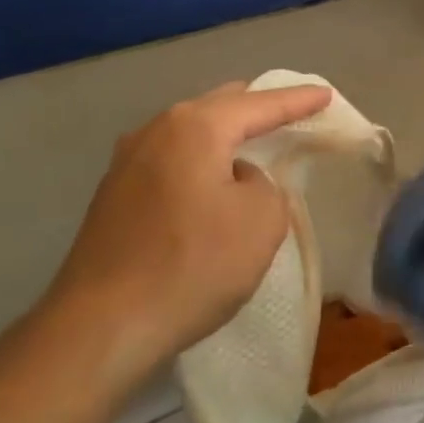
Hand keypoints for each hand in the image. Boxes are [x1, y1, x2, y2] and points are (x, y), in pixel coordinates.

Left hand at [44, 80, 333, 379]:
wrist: (98, 329)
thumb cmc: (193, 265)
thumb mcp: (262, 220)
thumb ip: (265, 183)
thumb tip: (238, 179)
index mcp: (196, 127)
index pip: (261, 104)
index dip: (298, 100)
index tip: (325, 93)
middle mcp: (157, 130)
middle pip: (220, 106)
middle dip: (257, 108)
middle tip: (291, 114)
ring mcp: (128, 161)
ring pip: (191, 131)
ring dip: (224, 135)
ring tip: (252, 144)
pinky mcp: (113, 194)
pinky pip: (172, 159)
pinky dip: (200, 160)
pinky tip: (210, 181)